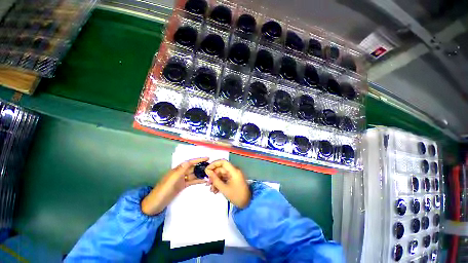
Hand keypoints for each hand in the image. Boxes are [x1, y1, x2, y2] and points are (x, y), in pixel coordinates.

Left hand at [141, 157, 207, 214]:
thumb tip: (188, 161)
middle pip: (193, 168)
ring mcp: (181, 180)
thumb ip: (180, 171)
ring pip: (193, 174)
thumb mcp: (171, 181)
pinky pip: (192, 181)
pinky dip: (198, 180)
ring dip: (201, 174)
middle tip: (211, 167)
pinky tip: (204, 181)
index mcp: (177, 170)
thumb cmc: (162, 192)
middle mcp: (180, 173)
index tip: (207, 158)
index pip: (190, 163)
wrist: (154, 205)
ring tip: (210, 174)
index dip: (198, 160)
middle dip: (201, 166)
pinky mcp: (182, 186)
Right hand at [205, 160, 250, 208]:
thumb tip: (207, 171)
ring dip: (216, 181)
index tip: (207, 170)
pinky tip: (216, 191)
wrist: (247, 203)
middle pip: (221, 169)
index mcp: (233, 171)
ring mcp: (233, 175)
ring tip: (212, 190)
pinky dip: (219, 183)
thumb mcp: (224, 188)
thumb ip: (215, 179)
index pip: (223, 162)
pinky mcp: (233, 180)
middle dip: (213, 176)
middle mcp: (233, 171)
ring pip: (221, 175)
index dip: (214, 164)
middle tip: (208, 183)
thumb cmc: (236, 196)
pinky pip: (224, 179)